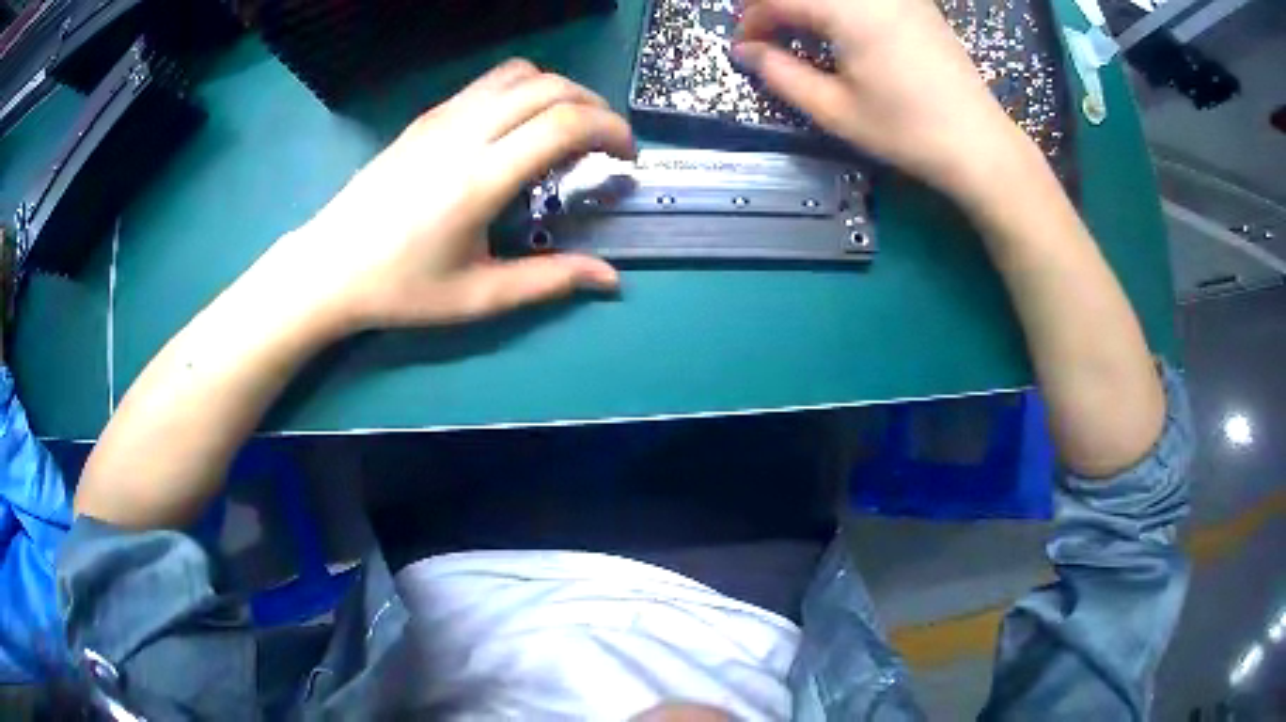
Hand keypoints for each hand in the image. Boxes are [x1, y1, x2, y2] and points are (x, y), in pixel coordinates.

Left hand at [256, 59, 635, 337]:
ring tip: (567, 128)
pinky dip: (523, 90)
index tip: (625, 156)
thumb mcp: (478, 296)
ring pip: (519, 73)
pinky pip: (488, 83)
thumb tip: (611, 280)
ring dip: (558, 91)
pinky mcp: (426, 116)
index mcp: (480, 177)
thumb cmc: (400, 288)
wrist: (329, 267)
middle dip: (595, 105)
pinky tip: (518, 127)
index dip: (611, 129)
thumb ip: (549, 281)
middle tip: (605, 142)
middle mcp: (465, 132)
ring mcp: (442, 117)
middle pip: (551, 86)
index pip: (565, 123)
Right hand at [734, 0, 1034, 200]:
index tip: (746, 50)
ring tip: (800, 33)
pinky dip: (838, 7)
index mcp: (847, 8)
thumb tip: (746, 52)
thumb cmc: (906, 131)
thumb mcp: (835, 109)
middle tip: (768, 38)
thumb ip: (780, 74)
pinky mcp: (917, 3)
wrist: (979, 144)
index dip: (752, 22)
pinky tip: (840, 29)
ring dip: (807, 6)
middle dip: (776, 7)